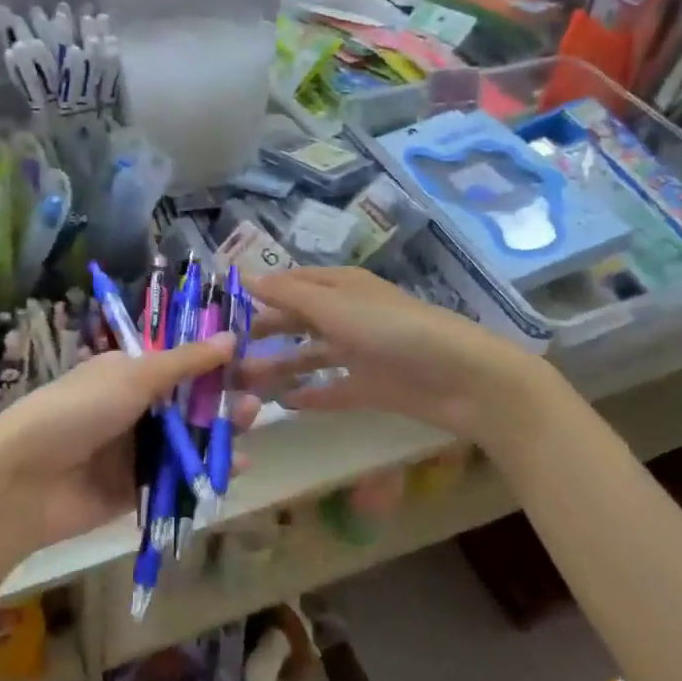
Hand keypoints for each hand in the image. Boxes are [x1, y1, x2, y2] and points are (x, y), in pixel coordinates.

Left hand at [0, 335, 259, 553]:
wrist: (22, 481)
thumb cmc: (77, 412)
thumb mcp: (132, 377)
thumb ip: (184, 362)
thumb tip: (230, 336)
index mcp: (126, 372)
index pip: (178, 362)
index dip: (214, 360)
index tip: (251, 360)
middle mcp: (131, 407)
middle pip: (186, 401)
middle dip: (221, 397)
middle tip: (259, 396)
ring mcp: (132, 450)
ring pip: (186, 439)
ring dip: (219, 431)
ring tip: (251, 424)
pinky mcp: (135, 489)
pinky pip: (177, 476)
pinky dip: (205, 471)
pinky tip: (235, 466)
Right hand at [241, 267, 551, 439]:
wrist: (463, 379)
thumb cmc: (394, 331)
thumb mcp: (336, 306)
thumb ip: (288, 295)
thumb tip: (242, 275)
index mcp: (341, 287)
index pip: (289, 284)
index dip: (256, 293)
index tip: (218, 308)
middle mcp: (347, 315)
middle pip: (295, 320)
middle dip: (262, 333)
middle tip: (223, 352)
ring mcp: (359, 352)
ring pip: (308, 355)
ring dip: (277, 366)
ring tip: (241, 383)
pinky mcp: (371, 387)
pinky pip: (331, 389)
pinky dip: (309, 394)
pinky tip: (283, 405)